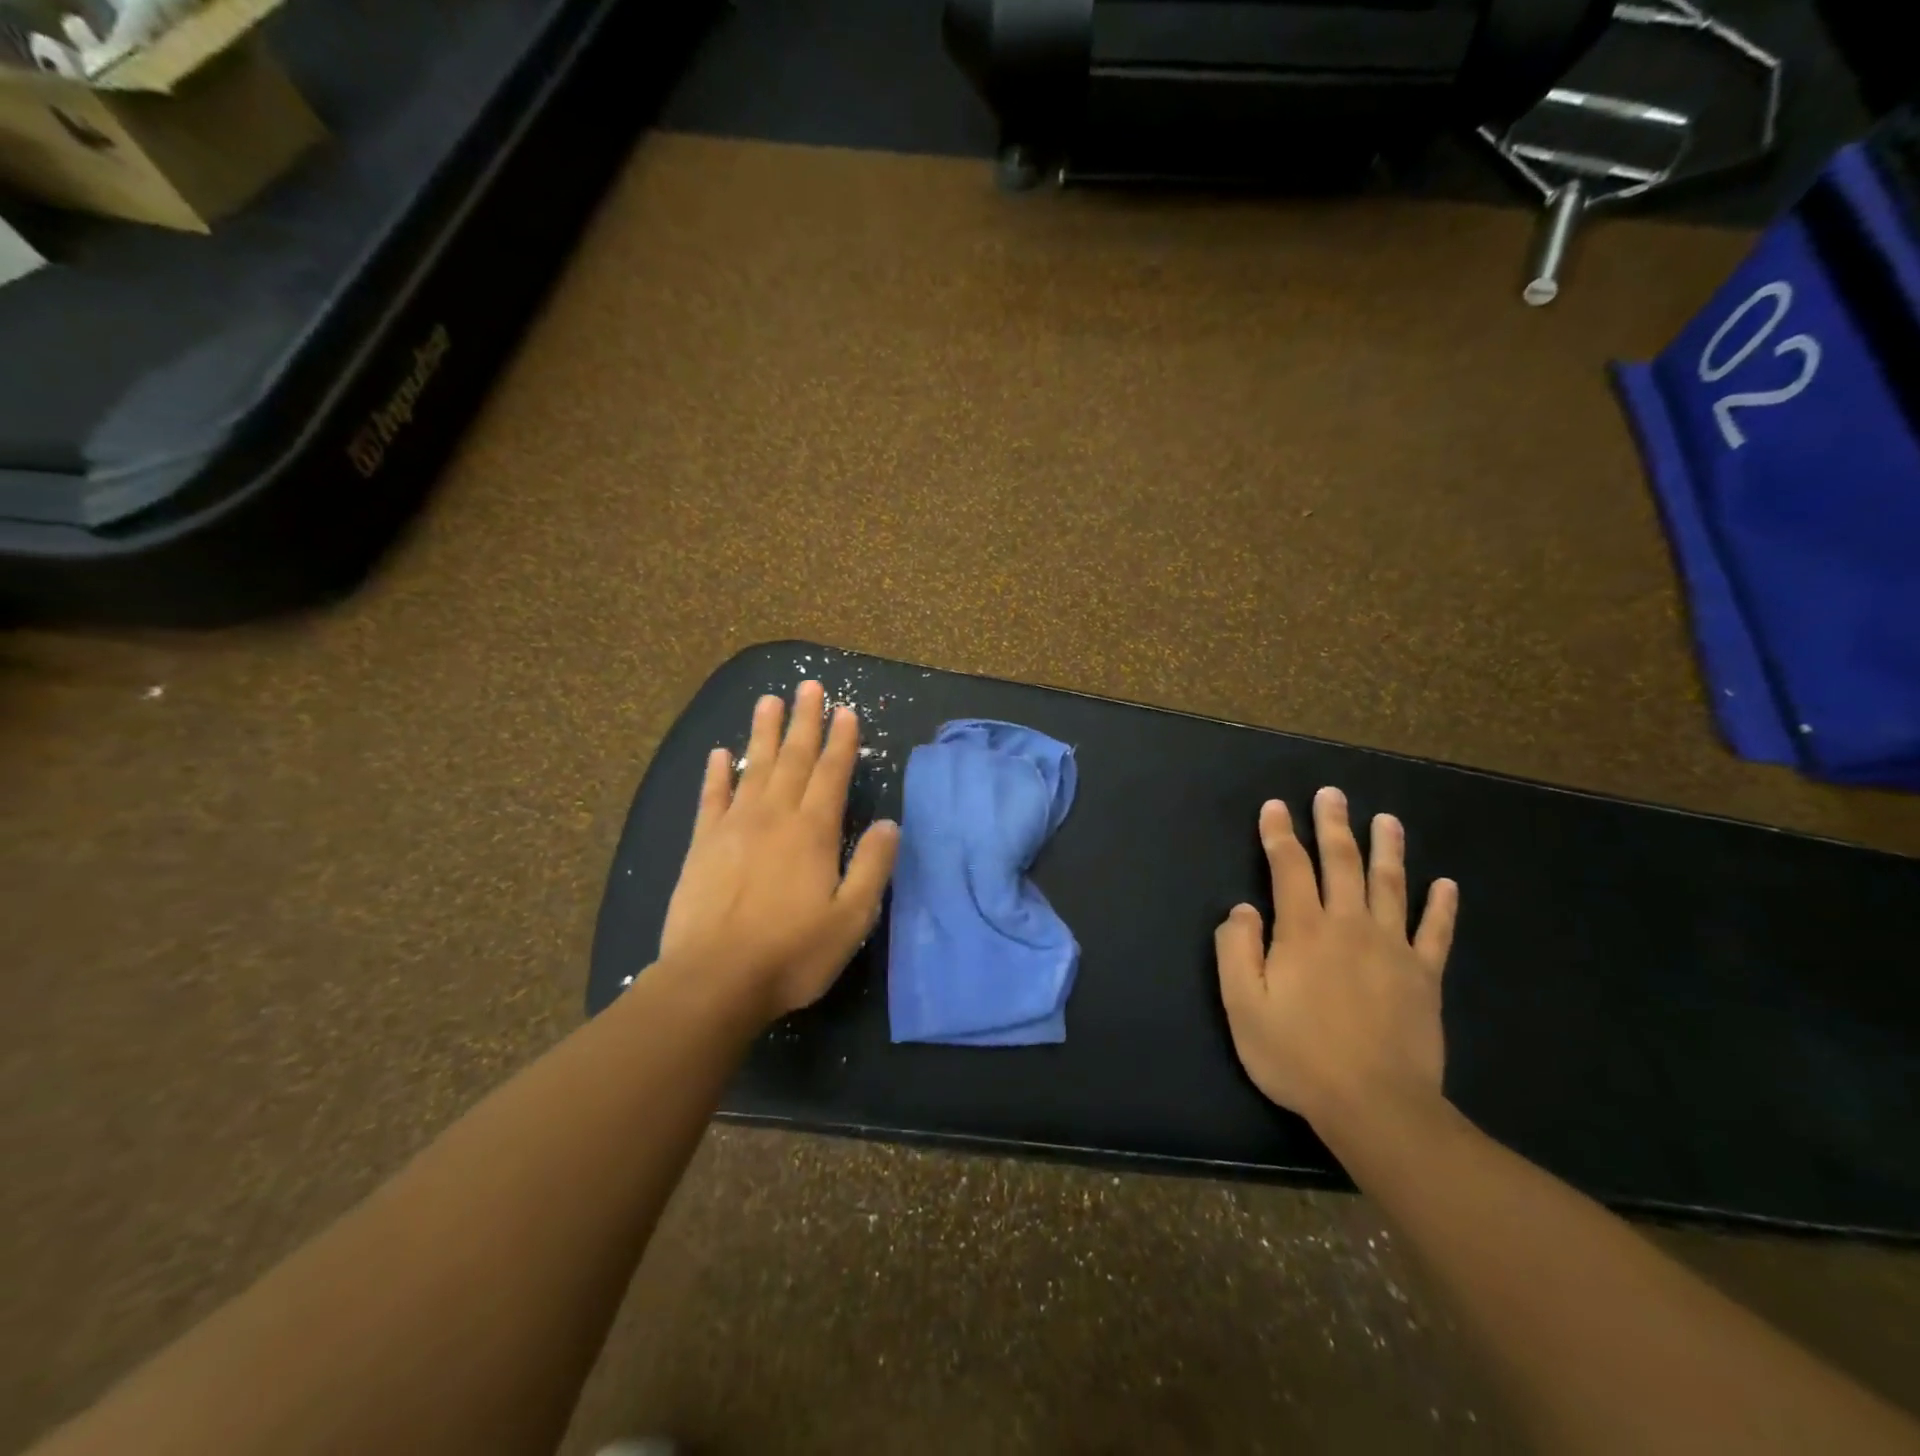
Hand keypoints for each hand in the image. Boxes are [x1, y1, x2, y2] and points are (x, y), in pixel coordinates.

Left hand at [659, 682, 899, 1019]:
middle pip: (793, 758)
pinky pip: (711, 798)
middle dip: (804, 721)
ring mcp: (734, 827)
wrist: (714, 980)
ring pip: (753, 767)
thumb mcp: (851, 918)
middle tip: (808, 685)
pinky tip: (720, 753)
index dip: (842, 741)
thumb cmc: (792, 953)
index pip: (832, 773)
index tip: (846, 709)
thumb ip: (872, 866)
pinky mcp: (702, 845)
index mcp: (813, 832)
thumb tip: (890, 824)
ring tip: (769, 700)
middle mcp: (775, 817)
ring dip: (763, 732)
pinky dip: (716, 773)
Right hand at [1214, 786, 1458, 1135]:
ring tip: (1387, 820)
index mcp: (1303, 930)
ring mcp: (1393, 948)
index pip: (1288, 866)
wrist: (1376, 1106)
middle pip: (1342, 863)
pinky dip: (1441, 906)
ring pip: (1391, 885)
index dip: (1279, 833)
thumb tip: (1242, 909)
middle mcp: (1349, 926)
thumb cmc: (1298, 1055)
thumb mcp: (1242, 1005)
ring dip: (1388, 849)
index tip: (1275, 807)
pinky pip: (1436, 932)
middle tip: (1332, 794)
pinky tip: (1446, 885)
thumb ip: (1236, 949)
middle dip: (1334, 825)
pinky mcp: (1425, 976)